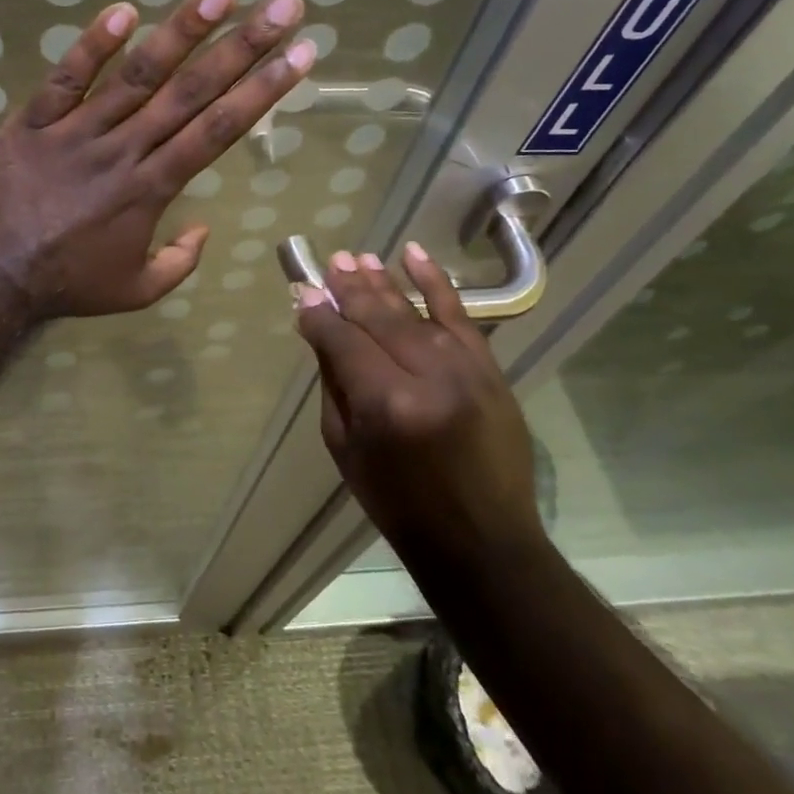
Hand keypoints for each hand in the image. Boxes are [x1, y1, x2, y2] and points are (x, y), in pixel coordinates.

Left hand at [0, 0, 315, 320]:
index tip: (299, 55)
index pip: (217, 130)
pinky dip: (91, 45)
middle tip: (283, 3)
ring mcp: (76, 132)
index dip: (262, 91)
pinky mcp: (33, 123)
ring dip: (181, 31)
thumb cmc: (65, 284)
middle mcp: (124, 150)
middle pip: (190, 92)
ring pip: (135, 75)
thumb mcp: (134, 290)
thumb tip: (205, 229)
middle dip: (243, 46)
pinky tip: (124, 10)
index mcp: (151, 189)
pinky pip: (65, 79)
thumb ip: (179, 263)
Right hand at [295, 245, 545, 571]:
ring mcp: (466, 369)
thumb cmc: (397, 501)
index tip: (302, 296)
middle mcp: (427, 376)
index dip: (319, 316)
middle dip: (347, 289)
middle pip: (377, 318)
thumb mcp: (345, 447)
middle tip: (328, 264)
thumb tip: (320, 331)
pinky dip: (436, 282)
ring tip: (357, 259)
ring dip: (382, 282)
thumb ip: (335, 383)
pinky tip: (413, 255)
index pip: (342, 340)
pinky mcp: (491, 369)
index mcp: (385, 404)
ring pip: (414, 311)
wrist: (480, 538)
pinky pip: (460, 315)